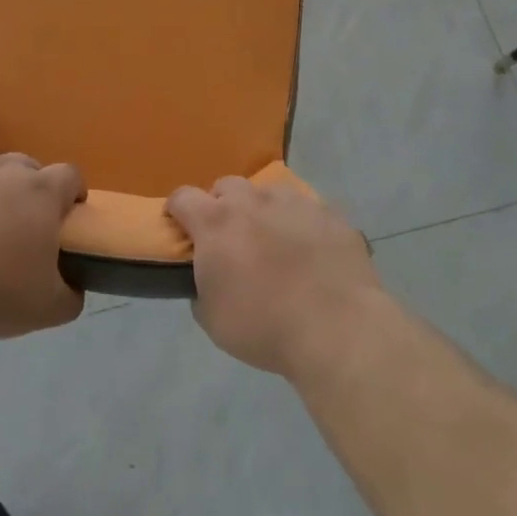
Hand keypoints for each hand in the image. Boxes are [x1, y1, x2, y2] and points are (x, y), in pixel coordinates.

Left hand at [0, 149, 85, 340]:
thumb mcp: (48, 309)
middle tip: (16, 226)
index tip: (65, 215)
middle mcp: (5, 168)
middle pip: (26, 167)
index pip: (70, 175)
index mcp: (42, 193)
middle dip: (27, 190)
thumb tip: (75, 287)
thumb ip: (71, 294)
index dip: (71, 192)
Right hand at [166, 177, 386, 378]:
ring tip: (274, 242)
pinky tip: (310, 250)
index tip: (181, 228)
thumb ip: (201, 288)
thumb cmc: (265, 328)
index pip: (183, 197)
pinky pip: (307, 208)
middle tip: (230, 238)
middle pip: (227, 186)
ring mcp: (295, 202)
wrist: (338, 329)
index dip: (178, 210)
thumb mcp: (213, 320)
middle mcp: (253, 201)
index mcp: (216, 223)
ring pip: (268, 192)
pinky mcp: (330, 213)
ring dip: (262, 210)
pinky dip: (300, 223)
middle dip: (222, 205)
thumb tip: (208, 278)